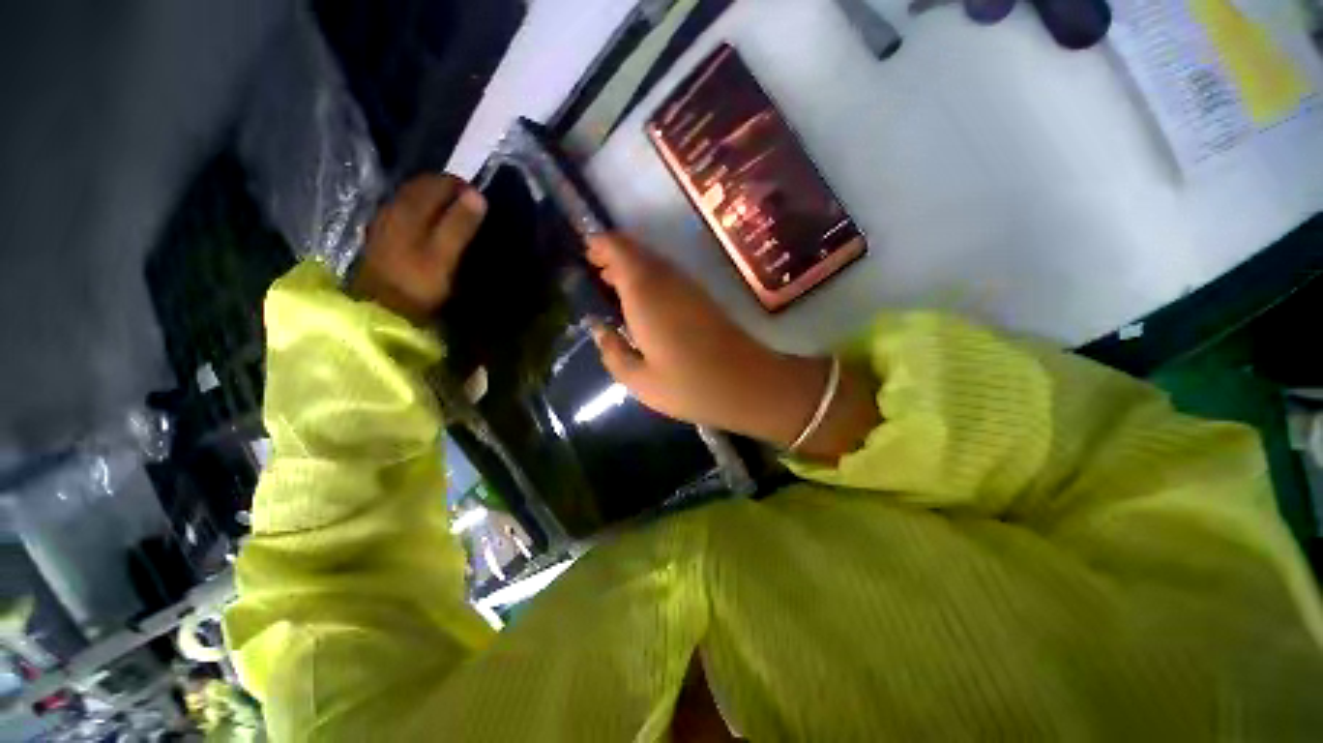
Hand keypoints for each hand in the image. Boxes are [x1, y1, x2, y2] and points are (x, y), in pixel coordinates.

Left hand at [352, 173, 486, 323]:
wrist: (382, 309)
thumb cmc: (417, 284)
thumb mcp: (443, 256)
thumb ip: (459, 225)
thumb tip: (477, 195)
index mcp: (409, 210)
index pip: (436, 183)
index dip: (460, 186)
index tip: (481, 199)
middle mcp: (394, 208)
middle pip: (421, 187)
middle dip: (446, 190)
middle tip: (471, 205)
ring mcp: (385, 223)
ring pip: (411, 199)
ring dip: (434, 200)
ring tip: (455, 213)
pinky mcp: (382, 238)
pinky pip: (405, 213)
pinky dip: (422, 212)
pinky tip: (431, 225)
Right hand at [586, 234, 879, 458]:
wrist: (747, 384)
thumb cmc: (688, 385)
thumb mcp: (638, 380)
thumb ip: (612, 351)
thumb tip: (599, 329)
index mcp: (645, 293)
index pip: (619, 248)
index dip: (600, 245)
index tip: (585, 256)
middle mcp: (667, 279)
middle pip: (636, 250)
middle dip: (613, 254)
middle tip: (595, 272)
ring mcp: (688, 286)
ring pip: (654, 261)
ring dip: (631, 266)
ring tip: (613, 285)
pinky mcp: (702, 297)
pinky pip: (668, 275)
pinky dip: (649, 278)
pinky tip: (643, 302)